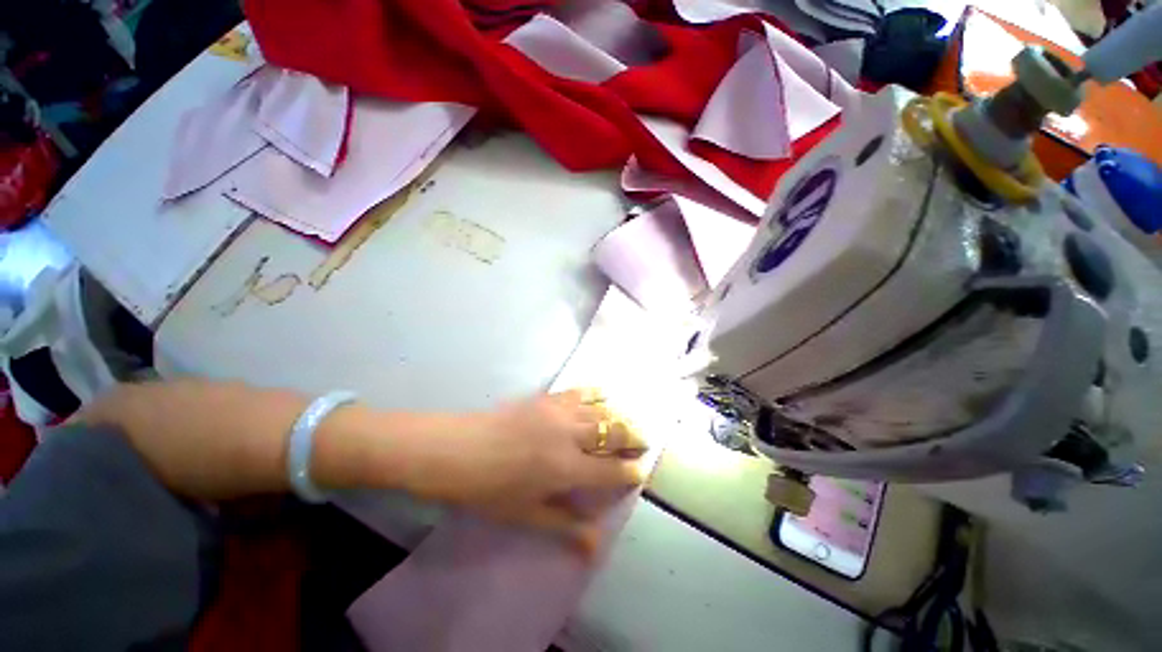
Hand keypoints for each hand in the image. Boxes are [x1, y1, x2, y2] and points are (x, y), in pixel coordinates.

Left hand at [409, 389, 647, 550]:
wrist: (458, 449)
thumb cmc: (490, 489)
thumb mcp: (526, 514)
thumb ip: (565, 525)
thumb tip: (594, 544)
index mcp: (566, 468)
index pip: (610, 470)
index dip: (629, 472)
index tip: (640, 472)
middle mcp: (570, 435)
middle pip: (613, 432)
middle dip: (633, 437)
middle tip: (644, 441)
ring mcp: (559, 411)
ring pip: (601, 410)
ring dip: (619, 416)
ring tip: (629, 422)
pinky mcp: (547, 397)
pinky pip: (579, 391)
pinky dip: (596, 393)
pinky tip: (604, 395)